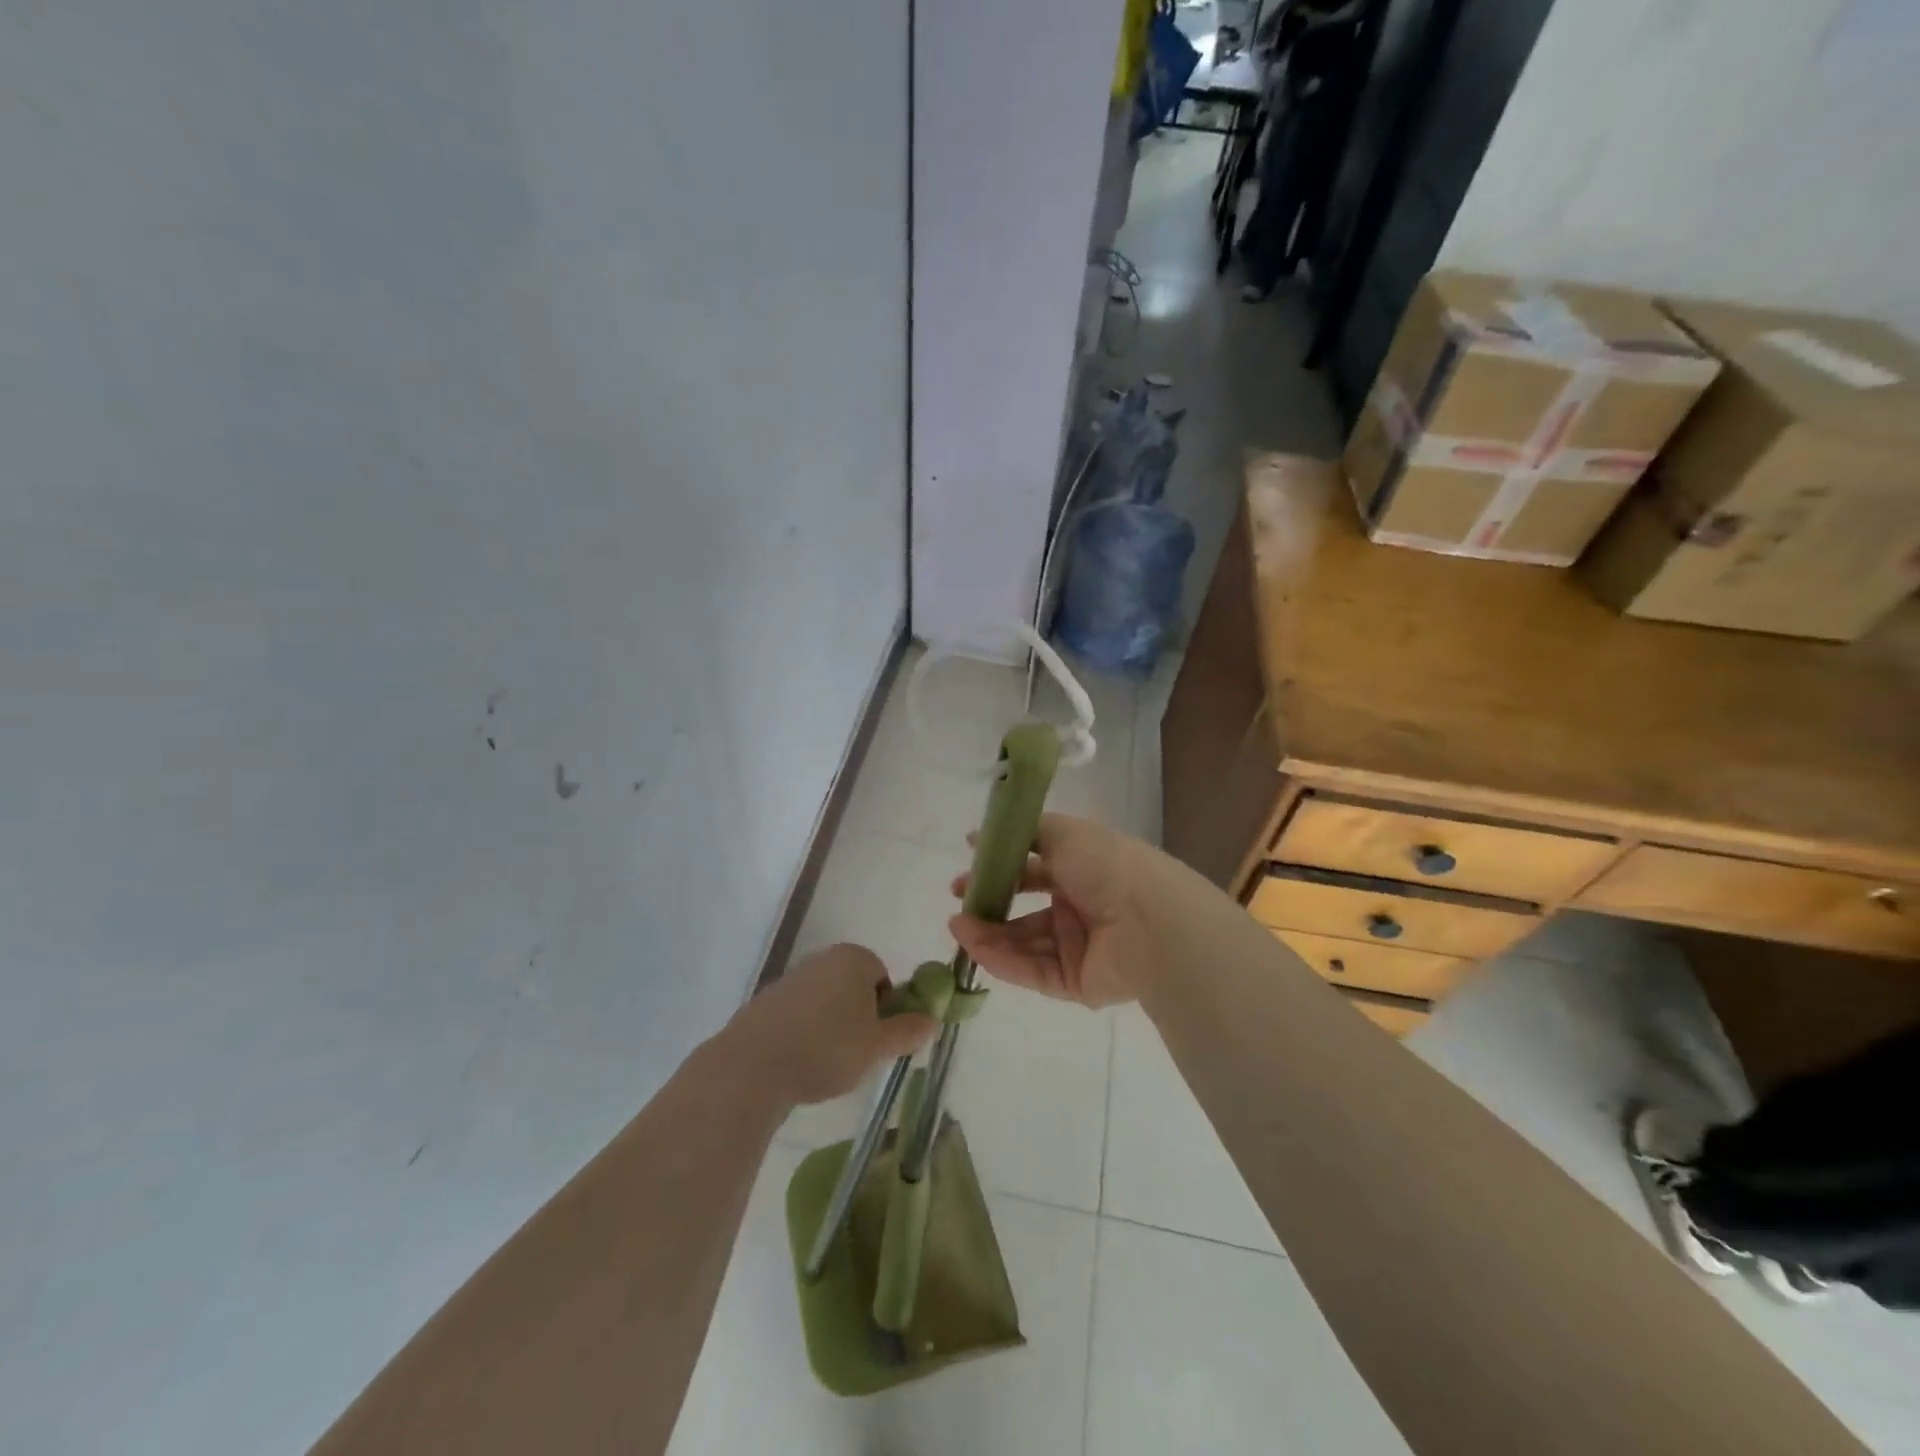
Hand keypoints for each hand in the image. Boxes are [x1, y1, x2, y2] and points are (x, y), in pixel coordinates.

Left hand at [727, 944, 937, 1107]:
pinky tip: (799, 1064)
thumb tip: (932, 1020)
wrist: (753, 1066)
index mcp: (853, 958)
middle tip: (857, 1054)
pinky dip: (803, 1036)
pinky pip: (798, 1018)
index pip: (883, 977)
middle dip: (859, 1019)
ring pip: (825, 1004)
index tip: (878, 1040)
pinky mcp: (764, 1004)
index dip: (887, 1010)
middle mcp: (822, 959)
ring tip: (826, 1065)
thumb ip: (908, 1031)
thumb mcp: (878, 1045)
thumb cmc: (827, 1047)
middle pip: (854, 988)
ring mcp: (790, 980)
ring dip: (831, 1029)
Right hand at [948, 814, 1180, 1008]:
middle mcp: (1078, 909)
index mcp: (1081, 871)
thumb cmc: (1107, 867)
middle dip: (990, 908)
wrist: (1150, 922)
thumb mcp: (1064, 833)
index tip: (966, 869)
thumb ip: (1023, 833)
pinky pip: (1032, 971)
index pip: (1032, 871)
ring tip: (957, 927)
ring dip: (988, 934)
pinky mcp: (1075, 983)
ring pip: (1023, 944)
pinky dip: (1003, 960)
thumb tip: (978, 836)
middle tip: (958, 905)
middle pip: (1024, 912)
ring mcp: (1077, 948)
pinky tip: (975, 947)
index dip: (999, 870)